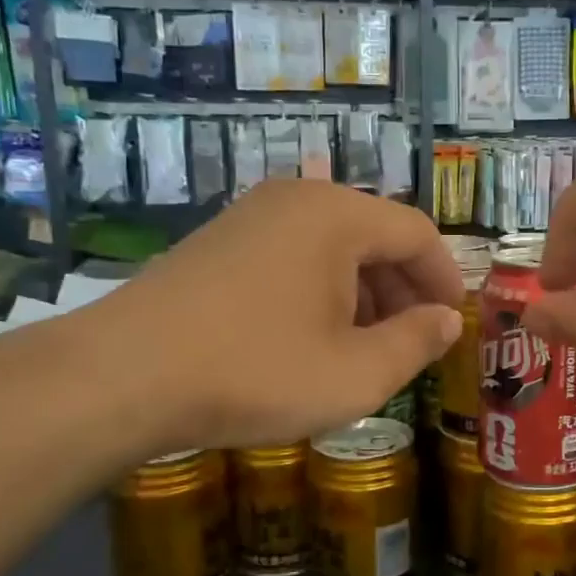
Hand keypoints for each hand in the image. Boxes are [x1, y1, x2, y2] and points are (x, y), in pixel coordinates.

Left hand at [85, 181, 463, 450]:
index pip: (416, 232)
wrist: (122, 376)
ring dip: (362, 291)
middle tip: (414, 338)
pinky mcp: (218, 241)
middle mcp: (296, 200)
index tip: (453, 320)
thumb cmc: (255, 372)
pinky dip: (320, 289)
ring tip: (365, 345)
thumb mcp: (355, 373)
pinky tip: (311, 336)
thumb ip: (415, 343)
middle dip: (403, 287)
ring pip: (332, 245)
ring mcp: (251, 216)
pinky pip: (293, 254)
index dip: (444, 277)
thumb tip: (446, 321)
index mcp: (337, 216)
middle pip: (374, 234)